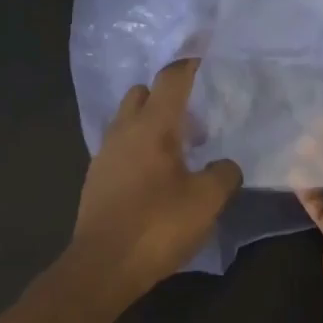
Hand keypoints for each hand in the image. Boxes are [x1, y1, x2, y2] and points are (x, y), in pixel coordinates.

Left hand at [68, 58, 240, 299]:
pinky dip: (139, 147)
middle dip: (167, 95)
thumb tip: (225, 165)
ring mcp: (105, 154)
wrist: (103, 266)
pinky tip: (158, 175)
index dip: (190, 64)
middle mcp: (124, 131)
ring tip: (180, 149)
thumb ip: (224, 174)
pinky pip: (121, 147)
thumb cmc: (158, 225)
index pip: (172, 79)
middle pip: (143, 93)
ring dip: (152, 123)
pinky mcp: (97, 178)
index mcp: (152, 126)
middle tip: (195, 116)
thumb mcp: (207, 200)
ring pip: (128, 120)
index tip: (206, 56)